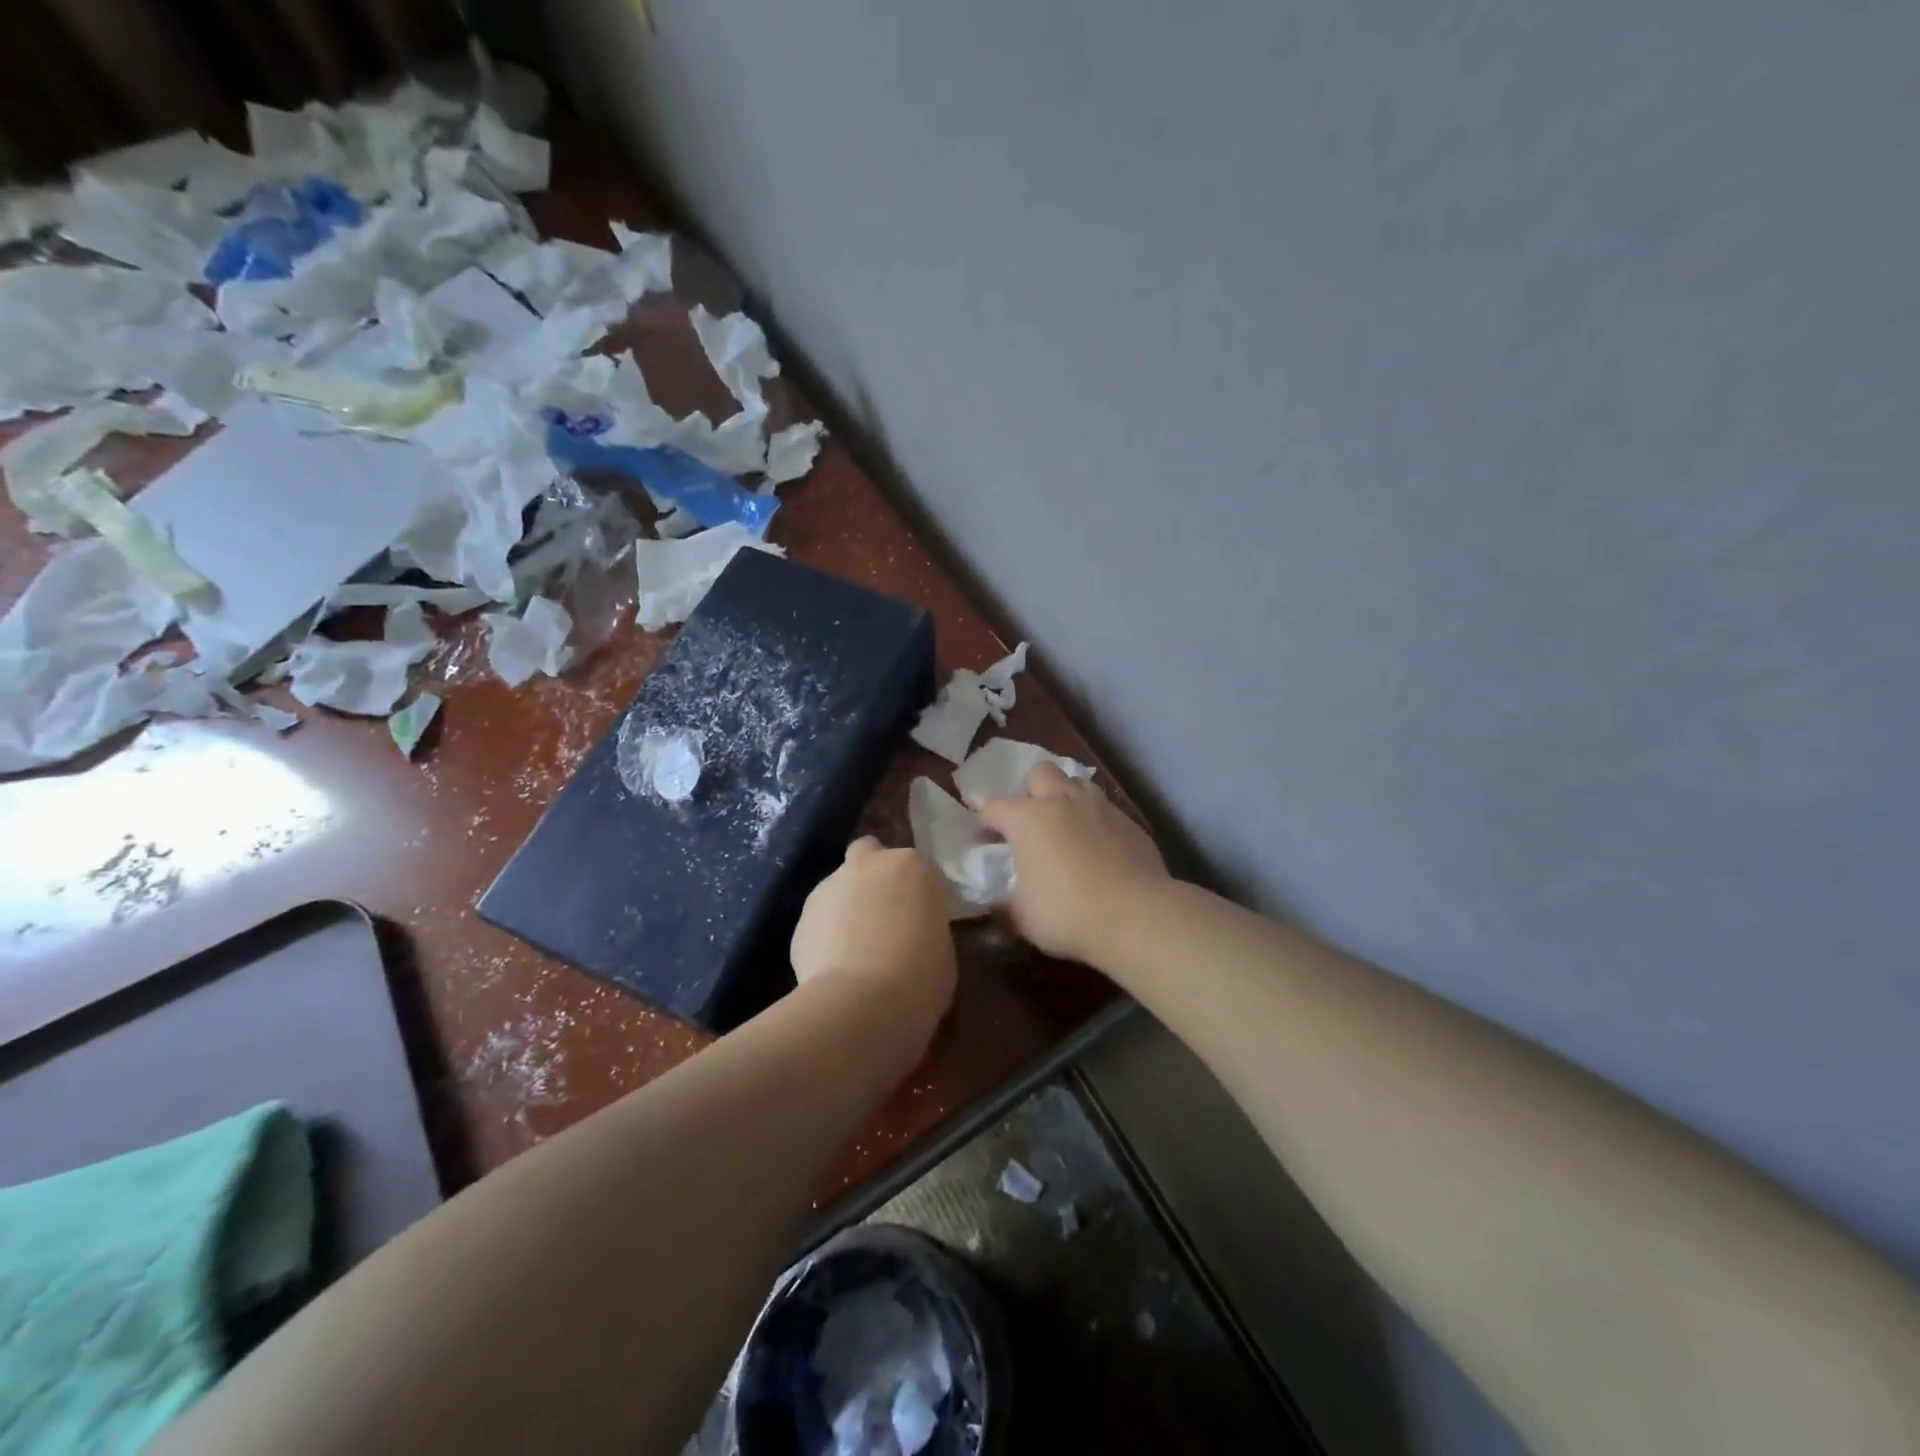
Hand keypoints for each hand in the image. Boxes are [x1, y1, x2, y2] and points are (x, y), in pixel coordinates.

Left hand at [790, 837, 957, 1024]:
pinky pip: (820, 919)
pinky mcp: (802, 916)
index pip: (919, 868)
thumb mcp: (942, 948)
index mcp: (913, 866)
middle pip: (869, 854)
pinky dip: (826, 934)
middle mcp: (869, 864)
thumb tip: (911, 932)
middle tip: (883, 913)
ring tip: (855, 948)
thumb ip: (924, 925)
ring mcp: (830, 886)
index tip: (922, 918)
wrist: (862, 1004)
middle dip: (874, 874)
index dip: (918, 892)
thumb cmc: (920, 977)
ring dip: (847, 905)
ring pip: (839, 885)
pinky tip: (834, 966)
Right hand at [979, 763, 1168, 963]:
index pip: (994, 807)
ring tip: (1065, 828)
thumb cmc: (1067, 913)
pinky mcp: (1129, 822)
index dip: (984, 823)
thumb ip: (1004, 906)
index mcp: (1027, 818)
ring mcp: (1100, 808)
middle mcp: (1062, 801)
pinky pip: (1105, 810)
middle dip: (1030, 791)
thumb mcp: (1023, 918)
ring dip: (1066, 798)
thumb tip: (996, 904)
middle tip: (1030, 822)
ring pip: (1077, 783)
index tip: (984, 842)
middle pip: (1040, 773)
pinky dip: (1095, 822)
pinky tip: (1098, 849)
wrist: (1136, 916)